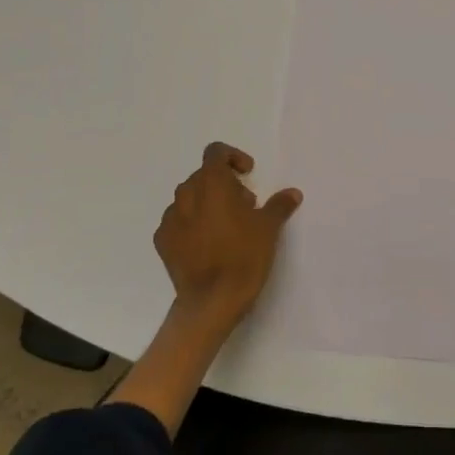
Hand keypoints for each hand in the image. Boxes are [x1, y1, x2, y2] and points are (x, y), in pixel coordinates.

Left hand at [154, 142, 301, 331]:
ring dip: (208, 204)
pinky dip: (192, 224)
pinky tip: (208, 244)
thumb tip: (292, 193)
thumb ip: (279, 205)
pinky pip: (178, 222)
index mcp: (211, 183)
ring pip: (189, 199)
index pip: (215, 153)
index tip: (247, 174)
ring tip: (227, 227)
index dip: (233, 157)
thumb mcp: (269, 228)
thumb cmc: (243, 256)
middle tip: (245, 206)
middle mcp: (186, 195)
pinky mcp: (163, 242)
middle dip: (224, 185)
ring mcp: (170, 219)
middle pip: (204, 176)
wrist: (211, 301)